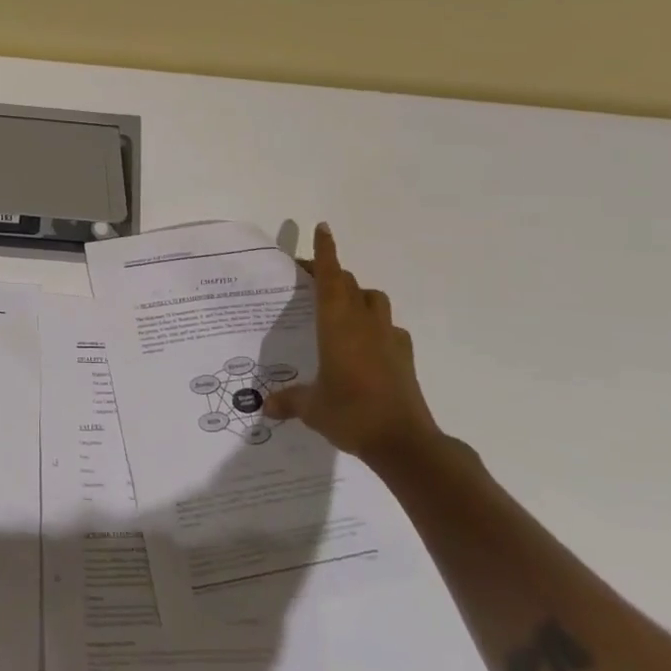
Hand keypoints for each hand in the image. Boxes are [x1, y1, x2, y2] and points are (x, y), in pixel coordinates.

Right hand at [262, 222, 439, 463]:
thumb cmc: (350, 413)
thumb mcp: (311, 408)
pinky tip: (367, 345)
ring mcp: (389, 338)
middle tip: (310, 281)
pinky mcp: (405, 357)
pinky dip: (377, 326)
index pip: (330, 278)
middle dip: (331, 275)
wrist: (405, 442)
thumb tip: (265, 406)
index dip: (325, 252)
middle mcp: (364, 323)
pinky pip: (390, 328)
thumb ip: (289, 401)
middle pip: (349, 284)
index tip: (322, 227)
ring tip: (341, 310)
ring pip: (374, 300)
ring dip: (357, 295)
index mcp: (337, 324)